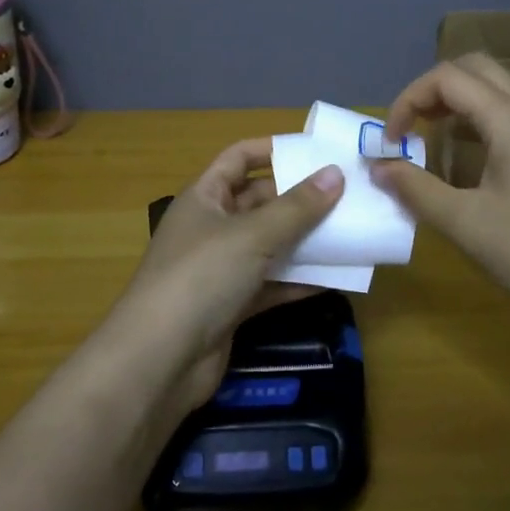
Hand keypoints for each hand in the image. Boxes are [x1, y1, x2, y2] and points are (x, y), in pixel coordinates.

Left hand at [115, 139, 344, 410]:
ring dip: (304, 241)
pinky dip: (298, 280)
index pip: (238, 158)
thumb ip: (297, 207)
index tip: (314, 150)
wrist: (159, 361)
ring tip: (350, 232)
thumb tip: (336, 173)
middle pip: (259, 202)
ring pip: (269, 245)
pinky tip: (336, 278)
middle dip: (299, 199)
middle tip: (346, 195)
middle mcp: (211, 227)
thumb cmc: (202, 276)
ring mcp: (221, 269)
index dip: (272, 149)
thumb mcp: (253, 235)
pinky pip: (271, 284)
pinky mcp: (232, 306)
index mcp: (204, 197)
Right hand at [372, 53, 509, 324]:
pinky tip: (466, 161)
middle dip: (433, 90)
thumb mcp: (465, 223)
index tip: (390, 141)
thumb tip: (377, 167)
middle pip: (475, 69)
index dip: (409, 99)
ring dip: (457, 103)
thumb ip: (415, 188)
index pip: (447, 77)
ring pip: (495, 90)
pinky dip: (479, 121)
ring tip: (431, 141)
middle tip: (411, 127)